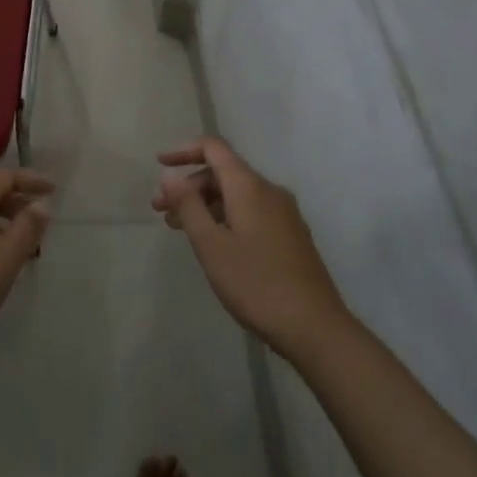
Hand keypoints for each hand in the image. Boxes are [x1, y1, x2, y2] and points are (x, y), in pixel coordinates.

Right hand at [154, 137, 347, 360]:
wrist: (316, 329)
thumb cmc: (256, 284)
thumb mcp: (211, 245)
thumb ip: (188, 205)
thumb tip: (170, 174)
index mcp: (249, 187)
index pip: (214, 148)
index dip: (184, 151)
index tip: (159, 165)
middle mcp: (269, 191)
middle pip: (223, 172)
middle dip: (189, 185)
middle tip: (161, 211)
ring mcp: (284, 214)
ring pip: (236, 194)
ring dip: (205, 204)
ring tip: (179, 228)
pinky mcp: (290, 235)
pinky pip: (250, 211)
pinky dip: (224, 216)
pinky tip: (212, 242)